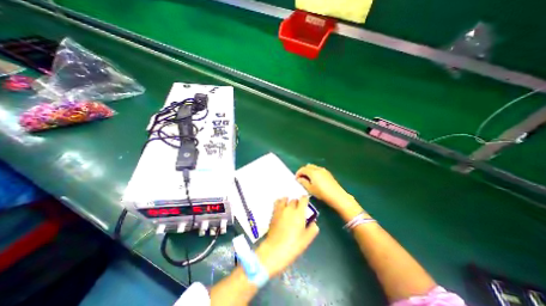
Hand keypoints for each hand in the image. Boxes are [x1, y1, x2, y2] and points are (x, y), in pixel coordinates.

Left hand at [256, 196, 320, 276]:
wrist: (275, 249)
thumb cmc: (293, 245)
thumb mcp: (307, 239)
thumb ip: (312, 229)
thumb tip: (314, 223)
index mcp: (299, 213)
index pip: (303, 199)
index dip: (305, 199)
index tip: (306, 201)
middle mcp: (289, 208)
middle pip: (294, 200)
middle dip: (297, 202)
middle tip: (298, 209)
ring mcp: (280, 210)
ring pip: (284, 199)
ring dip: (287, 201)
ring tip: (288, 205)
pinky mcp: (273, 213)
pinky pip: (276, 203)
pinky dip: (279, 202)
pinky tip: (281, 207)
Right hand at [297, 164, 351, 206]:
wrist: (337, 196)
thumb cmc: (322, 193)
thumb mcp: (310, 189)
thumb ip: (303, 182)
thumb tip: (299, 179)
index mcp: (313, 172)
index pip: (303, 169)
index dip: (298, 173)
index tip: (296, 179)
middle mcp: (318, 169)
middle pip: (308, 166)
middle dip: (303, 171)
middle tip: (301, 178)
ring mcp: (324, 170)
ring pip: (313, 167)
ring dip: (309, 171)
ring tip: (307, 179)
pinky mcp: (328, 173)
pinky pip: (318, 170)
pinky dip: (314, 172)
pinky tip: (315, 180)